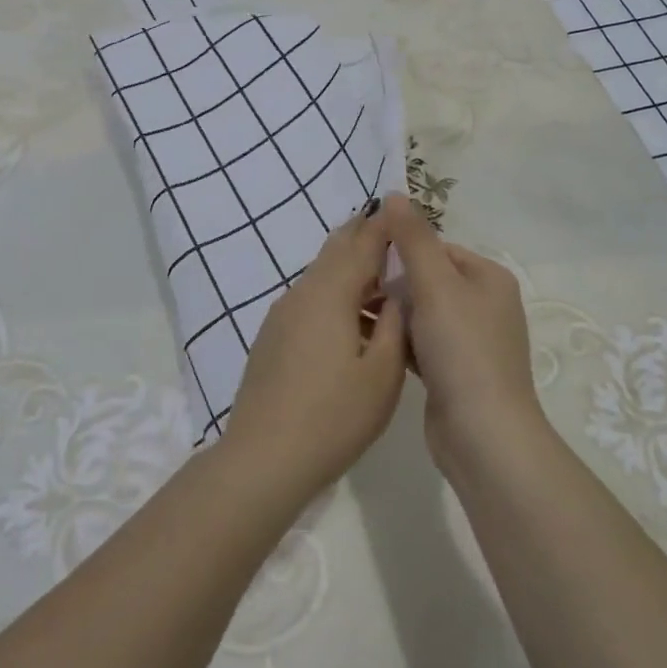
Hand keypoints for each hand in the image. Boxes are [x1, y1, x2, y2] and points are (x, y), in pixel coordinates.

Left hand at [223, 202, 407, 504]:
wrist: (263, 458)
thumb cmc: (333, 416)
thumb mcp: (382, 374)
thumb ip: (393, 326)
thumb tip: (396, 297)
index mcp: (330, 294)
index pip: (362, 244)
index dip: (384, 226)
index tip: (402, 210)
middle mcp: (302, 293)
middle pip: (335, 252)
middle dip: (363, 238)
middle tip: (392, 234)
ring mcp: (281, 315)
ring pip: (321, 277)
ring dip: (350, 272)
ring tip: (381, 284)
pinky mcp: (272, 337)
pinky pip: (309, 300)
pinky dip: (334, 296)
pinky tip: (350, 322)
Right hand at [384, 197, 545, 467]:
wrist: (483, 436)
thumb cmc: (462, 350)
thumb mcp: (435, 284)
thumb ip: (413, 238)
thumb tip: (394, 193)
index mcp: (489, 277)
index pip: (437, 248)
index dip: (401, 252)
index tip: (365, 263)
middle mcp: (485, 305)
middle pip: (428, 280)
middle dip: (394, 285)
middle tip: (356, 292)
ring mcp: (472, 341)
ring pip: (423, 313)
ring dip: (395, 314)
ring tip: (357, 316)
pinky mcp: (456, 372)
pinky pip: (422, 343)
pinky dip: (401, 341)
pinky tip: (373, 345)